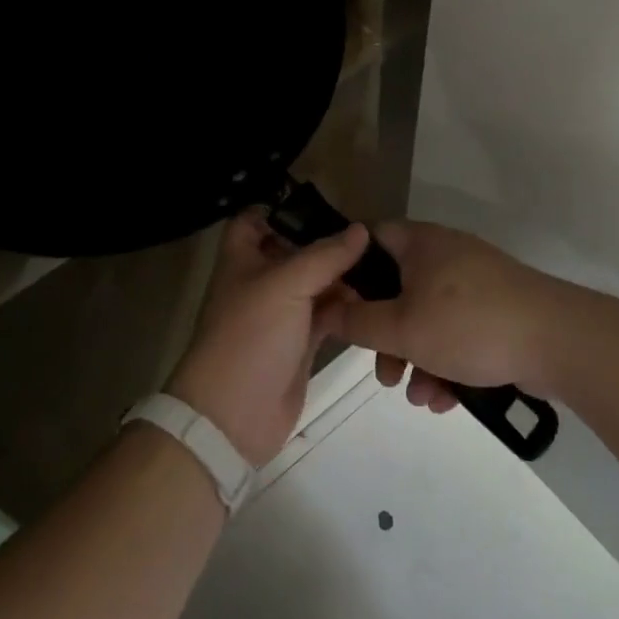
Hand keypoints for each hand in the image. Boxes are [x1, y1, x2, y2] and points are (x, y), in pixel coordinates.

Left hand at [167, 210, 368, 466]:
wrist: (233, 415)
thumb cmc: (250, 335)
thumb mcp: (285, 285)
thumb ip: (324, 256)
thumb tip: (360, 230)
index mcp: (242, 258)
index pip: (254, 219)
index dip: (281, 208)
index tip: (324, 204)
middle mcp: (260, 280)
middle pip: (294, 250)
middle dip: (327, 243)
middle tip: (371, 235)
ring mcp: (281, 313)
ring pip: (315, 283)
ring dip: (343, 276)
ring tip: (384, 265)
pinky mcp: (299, 342)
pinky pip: (327, 315)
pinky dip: (347, 308)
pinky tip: (376, 300)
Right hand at [327, 221, 578, 410]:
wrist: (560, 342)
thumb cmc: (470, 324)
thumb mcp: (403, 328)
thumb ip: (358, 321)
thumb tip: (327, 310)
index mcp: (420, 243)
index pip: (370, 239)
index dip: (348, 269)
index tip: (338, 306)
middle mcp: (446, 254)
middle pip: (397, 288)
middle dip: (386, 335)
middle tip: (382, 371)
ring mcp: (475, 283)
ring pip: (428, 316)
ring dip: (416, 357)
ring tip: (417, 395)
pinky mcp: (498, 310)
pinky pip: (458, 332)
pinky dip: (447, 361)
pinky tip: (446, 399)